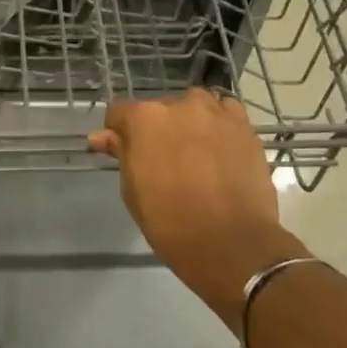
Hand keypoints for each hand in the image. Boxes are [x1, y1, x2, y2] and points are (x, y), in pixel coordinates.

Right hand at [90, 90, 296, 322]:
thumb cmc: (170, 221)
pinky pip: (225, 112)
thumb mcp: (133, 190)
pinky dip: (218, 125)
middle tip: (164, 162)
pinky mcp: (245, 126)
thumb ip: (121, 154)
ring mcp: (216, 112)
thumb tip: (101, 136)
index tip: (125, 154)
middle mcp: (180, 104)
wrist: (232, 242)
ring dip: (188, 124)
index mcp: (144, 119)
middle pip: (159, 109)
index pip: (119, 113)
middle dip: (157, 130)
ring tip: (195, 155)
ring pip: (194, 107)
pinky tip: (220, 149)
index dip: (118, 133)